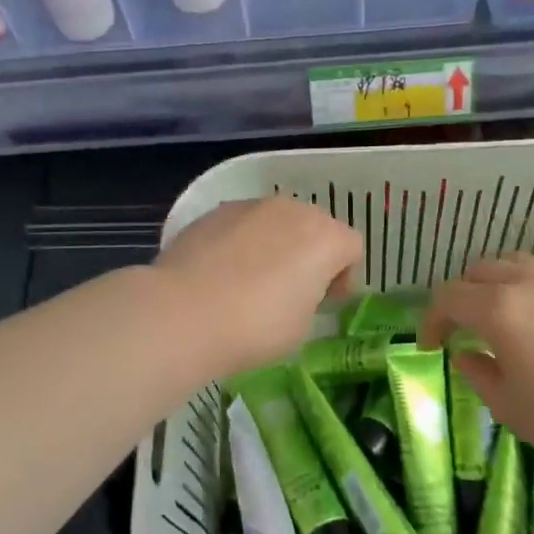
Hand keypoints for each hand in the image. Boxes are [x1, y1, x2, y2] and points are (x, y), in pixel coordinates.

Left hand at [155, 198, 362, 377]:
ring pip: (274, 222)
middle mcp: (291, 210)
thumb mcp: (301, 326)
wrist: (183, 312)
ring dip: (274, 245)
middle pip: (313, 226)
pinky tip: (221, 274)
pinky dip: (240, 244)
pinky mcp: (214, 213)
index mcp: (324, 237)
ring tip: (251, 281)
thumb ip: (309, 298)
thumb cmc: (255, 326)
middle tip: (292, 291)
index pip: (351, 248)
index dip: (343, 277)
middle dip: (309, 254)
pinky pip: (241, 226)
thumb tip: (294, 290)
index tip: (325, 302)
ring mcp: (249, 206)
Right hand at [418, 253, 533, 495]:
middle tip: (463, 330)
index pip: (448, 297)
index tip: (432, 346)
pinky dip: (531, 290)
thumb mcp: (511, 409)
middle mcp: (529, 283)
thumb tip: (468, 355)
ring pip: (516, 264)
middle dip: (462, 297)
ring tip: (501, 318)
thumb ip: (479, 375)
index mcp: (500, 309)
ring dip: (496, 285)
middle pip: (480, 271)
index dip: (431, 320)